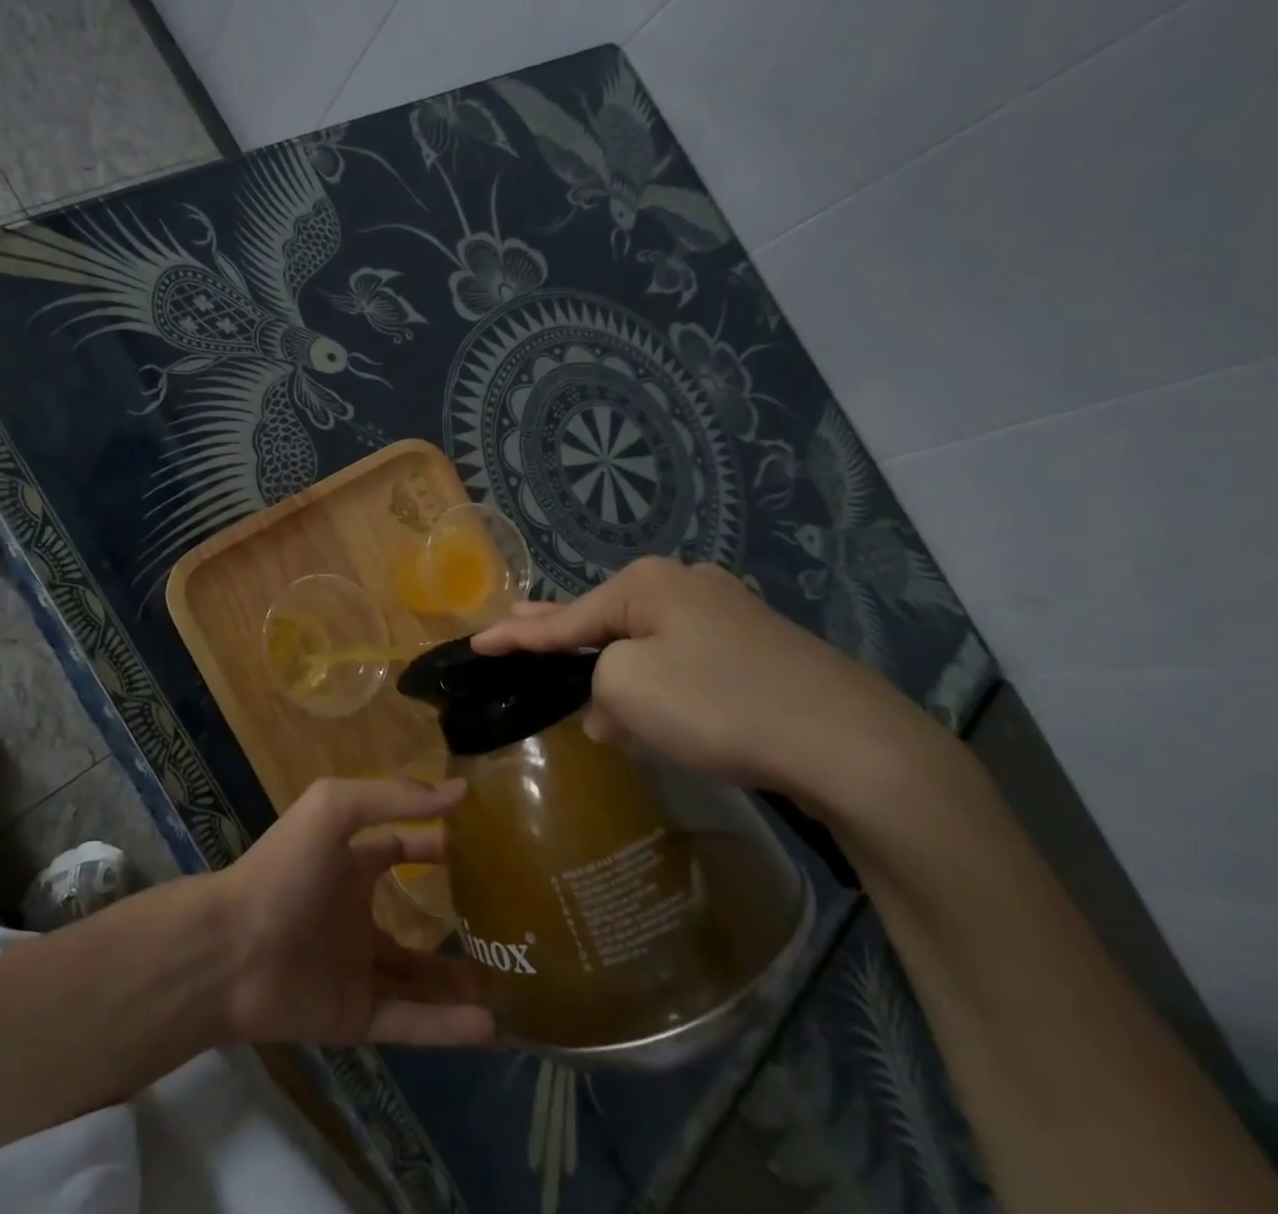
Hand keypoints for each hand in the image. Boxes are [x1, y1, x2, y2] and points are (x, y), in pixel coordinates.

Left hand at [210, 777, 494, 1047]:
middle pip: (416, 921)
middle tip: (510, 927)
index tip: (483, 846)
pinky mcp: (355, 1016)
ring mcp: (357, 967)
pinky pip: (411, 1022)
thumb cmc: (283, 868)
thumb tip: (460, 791)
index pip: (401, 848)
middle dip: (457, 924)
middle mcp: (356, 913)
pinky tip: (491, 1026)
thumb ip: (393, 797)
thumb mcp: (333, 809)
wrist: (230, 950)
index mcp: (350, 863)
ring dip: (462, 983)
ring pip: (420, 979)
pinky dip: (449, 1027)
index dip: (437, 845)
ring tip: (514, 985)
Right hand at [471, 556, 935, 800]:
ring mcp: (729, 616)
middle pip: (603, 614)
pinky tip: (643, 705)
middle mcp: (687, 586)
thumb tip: (612, 707)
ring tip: (571, 677)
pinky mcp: (758, 653)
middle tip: (514, 627)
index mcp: (649, 583)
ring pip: (645, 640)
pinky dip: (653, 680)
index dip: (516, 634)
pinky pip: (682, 660)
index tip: (477, 642)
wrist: (852, 745)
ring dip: (608, 665)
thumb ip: (597, 687)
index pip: (565, 615)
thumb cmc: (719, 704)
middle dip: (557, 628)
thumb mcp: (628, 687)